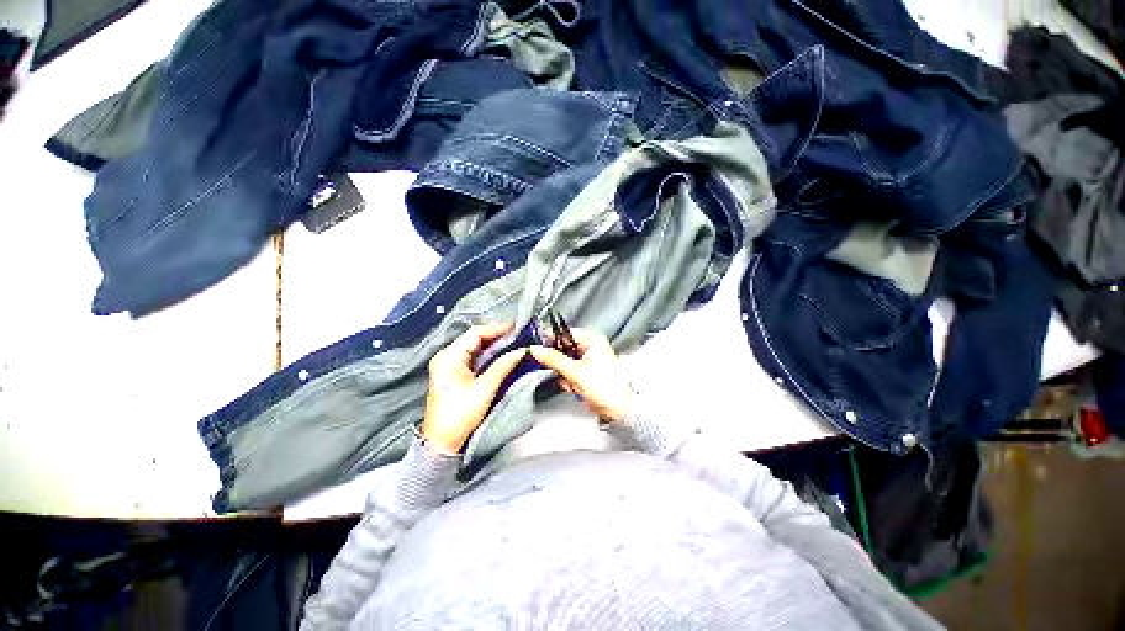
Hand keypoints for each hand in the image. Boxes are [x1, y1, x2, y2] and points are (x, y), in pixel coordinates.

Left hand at [422, 323, 526, 453]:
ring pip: (473, 347)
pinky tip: (500, 354)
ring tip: (512, 341)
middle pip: (474, 338)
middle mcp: (446, 357)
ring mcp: (447, 365)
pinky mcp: (452, 374)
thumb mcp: (485, 388)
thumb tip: (521, 351)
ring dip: (493, 344)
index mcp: (449, 357)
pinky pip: (472, 357)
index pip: (475, 333)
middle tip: (517, 333)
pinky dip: (487, 354)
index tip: (516, 327)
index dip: (497, 328)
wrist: (442, 442)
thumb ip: (503, 366)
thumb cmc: (460, 415)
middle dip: (496, 335)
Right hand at [529, 329, 633, 423]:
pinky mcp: (587, 374)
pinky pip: (570, 373)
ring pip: (565, 363)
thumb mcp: (575, 371)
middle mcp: (591, 348)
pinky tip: (575, 388)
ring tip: (572, 384)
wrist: (620, 409)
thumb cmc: (605, 387)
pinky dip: (569, 381)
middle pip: (564, 349)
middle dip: (560, 364)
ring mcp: (589, 361)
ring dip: (565, 375)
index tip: (539, 348)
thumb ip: (553, 359)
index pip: (565, 333)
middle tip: (560, 372)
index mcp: (592, 340)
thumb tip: (536, 349)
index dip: (551, 340)